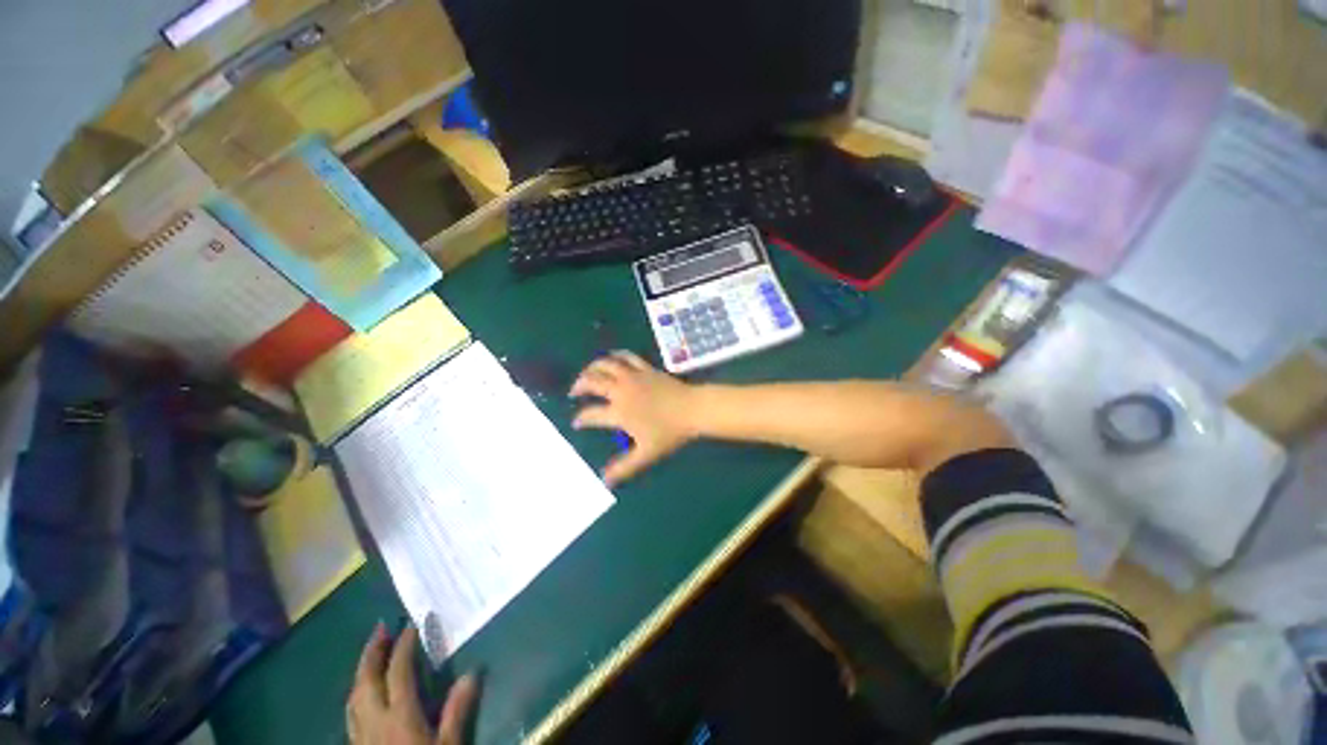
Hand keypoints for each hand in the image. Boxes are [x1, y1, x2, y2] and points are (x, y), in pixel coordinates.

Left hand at [347, 624, 478, 744]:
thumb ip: (457, 712)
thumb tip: (473, 673)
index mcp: (399, 717)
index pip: (399, 672)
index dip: (404, 646)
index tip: (414, 625)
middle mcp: (374, 721)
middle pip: (366, 680)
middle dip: (372, 651)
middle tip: (381, 628)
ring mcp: (360, 736)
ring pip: (353, 696)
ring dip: (361, 670)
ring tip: (371, 654)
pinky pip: (351, 712)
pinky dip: (357, 693)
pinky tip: (362, 694)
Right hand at [569, 351, 698, 485]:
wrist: (693, 409)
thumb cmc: (670, 433)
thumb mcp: (646, 454)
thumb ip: (624, 467)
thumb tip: (605, 481)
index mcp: (619, 412)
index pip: (591, 414)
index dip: (581, 418)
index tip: (576, 422)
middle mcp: (621, 390)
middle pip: (592, 382)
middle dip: (579, 386)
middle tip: (574, 392)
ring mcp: (633, 376)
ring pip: (605, 364)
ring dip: (592, 368)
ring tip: (588, 374)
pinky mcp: (645, 367)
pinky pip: (626, 356)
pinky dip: (615, 355)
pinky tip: (611, 359)